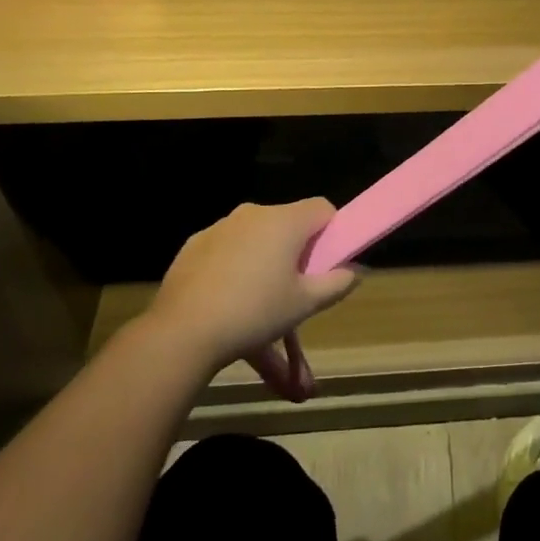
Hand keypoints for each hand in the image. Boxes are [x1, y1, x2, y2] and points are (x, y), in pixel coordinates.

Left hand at [146, 200, 358, 401]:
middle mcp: (254, 213)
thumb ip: (337, 283)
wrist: (183, 332)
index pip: (323, 208)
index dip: (332, 232)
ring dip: (266, 259)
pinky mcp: (194, 244)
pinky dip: (235, 266)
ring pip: (256, 237)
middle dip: (297, 250)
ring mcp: (220, 226)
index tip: (326, 263)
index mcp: (285, 221)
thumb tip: (356, 270)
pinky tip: (229, 300)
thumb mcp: (304, 304)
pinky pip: (227, 248)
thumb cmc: (255, 313)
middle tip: (296, 288)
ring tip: (260, 302)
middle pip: (289, 222)